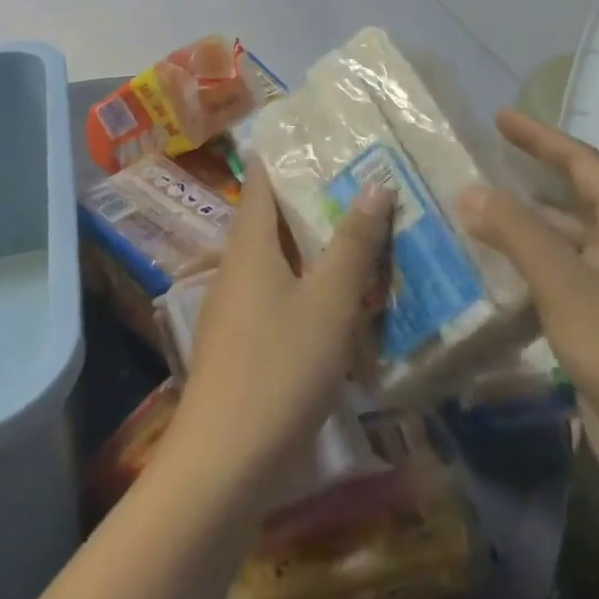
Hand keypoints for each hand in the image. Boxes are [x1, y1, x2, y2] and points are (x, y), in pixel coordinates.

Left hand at [167, 161, 392, 511]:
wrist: (223, 461)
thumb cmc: (280, 367)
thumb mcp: (329, 302)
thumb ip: (352, 242)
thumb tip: (375, 183)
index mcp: (250, 242)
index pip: (264, 176)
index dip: (292, 153)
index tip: (330, 137)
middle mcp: (235, 263)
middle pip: (272, 215)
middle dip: (314, 197)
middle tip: (365, 182)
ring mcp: (234, 304)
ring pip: (277, 256)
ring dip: (314, 243)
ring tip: (362, 232)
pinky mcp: (240, 339)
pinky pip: (276, 291)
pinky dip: (306, 281)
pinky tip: (339, 297)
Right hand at [457, 110, 598, 487]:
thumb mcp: (564, 281)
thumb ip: (515, 230)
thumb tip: (469, 189)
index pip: (584, 164)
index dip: (541, 138)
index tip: (500, 118)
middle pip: (577, 203)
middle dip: (531, 183)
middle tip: (483, 168)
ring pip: (569, 246)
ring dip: (527, 231)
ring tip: (478, 218)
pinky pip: (566, 284)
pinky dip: (532, 272)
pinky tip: (499, 278)